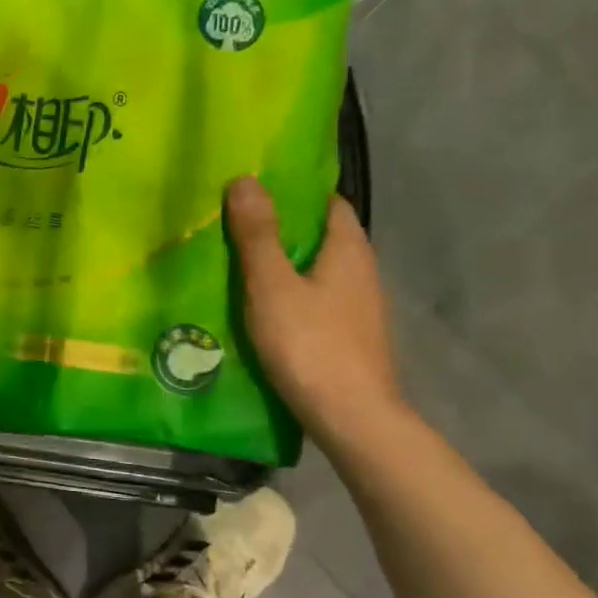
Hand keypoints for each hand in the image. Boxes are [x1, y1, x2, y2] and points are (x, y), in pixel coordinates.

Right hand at [225, 177, 402, 448]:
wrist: (352, 418)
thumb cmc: (310, 344)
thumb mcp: (272, 286)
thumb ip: (258, 235)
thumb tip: (246, 179)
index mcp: (349, 248)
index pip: (327, 201)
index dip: (294, 191)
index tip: (255, 188)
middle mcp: (363, 270)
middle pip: (322, 235)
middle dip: (283, 228)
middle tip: (235, 224)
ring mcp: (361, 307)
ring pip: (319, 270)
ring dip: (287, 263)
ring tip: (241, 263)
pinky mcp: (352, 336)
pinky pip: (319, 299)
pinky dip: (294, 294)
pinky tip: (265, 307)